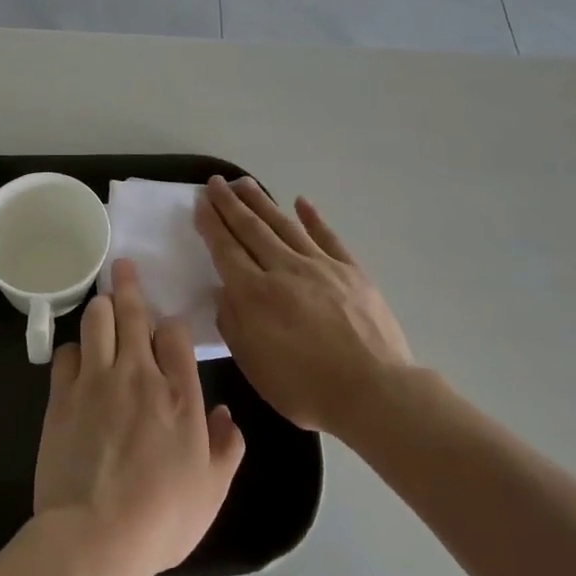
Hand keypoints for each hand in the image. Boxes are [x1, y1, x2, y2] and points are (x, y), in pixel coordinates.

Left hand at [33, 259, 246, 575]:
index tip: (168, 329)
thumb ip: (227, 448)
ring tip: (103, 303)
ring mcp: (97, 380)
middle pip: (134, 312)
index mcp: (180, 394)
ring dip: (102, 307)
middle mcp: (138, 374)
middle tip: (124, 265)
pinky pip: (67, 352)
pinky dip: (75, 349)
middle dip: (130, 284)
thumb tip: (228, 414)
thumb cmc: (161, 518)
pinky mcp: (62, 395)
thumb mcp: (212, 491)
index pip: (176, 334)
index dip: (172, 325)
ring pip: (97, 319)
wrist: (95, 537)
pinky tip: (79, 357)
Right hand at [195, 177, 413, 436]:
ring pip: (284, 225)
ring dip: (262, 202)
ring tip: (245, 183)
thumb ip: (234, 325)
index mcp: (255, 294)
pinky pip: (327, 236)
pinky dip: (313, 217)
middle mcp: (284, 269)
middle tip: (216, 183)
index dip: (212, 224)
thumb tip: (226, 292)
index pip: (227, 250)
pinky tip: (301, 201)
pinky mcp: (351, 270)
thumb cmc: (307, 388)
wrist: (375, 392)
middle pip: (252, 229)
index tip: (201, 202)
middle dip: (230, 204)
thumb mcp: (255, 366)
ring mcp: (320, 265)